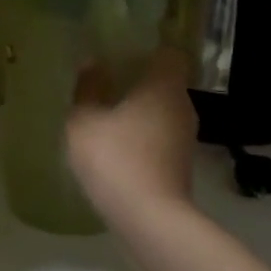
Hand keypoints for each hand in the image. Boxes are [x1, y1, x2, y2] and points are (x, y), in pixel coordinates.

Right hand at [66, 46, 197, 220]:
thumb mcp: (85, 121)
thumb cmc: (117, 159)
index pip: (169, 53)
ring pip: (162, 111)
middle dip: (139, 80)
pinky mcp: (181, 166)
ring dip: (140, 111)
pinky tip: (118, 147)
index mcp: (164, 85)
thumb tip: (92, 63)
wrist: (151, 221)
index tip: (123, 51)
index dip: (149, 48)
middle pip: (165, 82)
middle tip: (108, 80)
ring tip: (108, 115)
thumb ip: (88, 89)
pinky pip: (160, 137)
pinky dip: (143, 137)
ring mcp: (185, 138)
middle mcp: (182, 106)